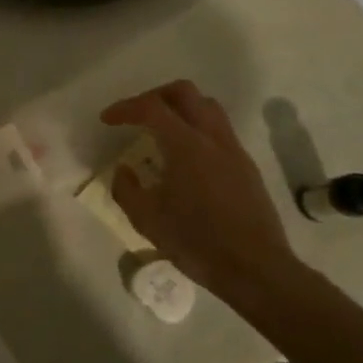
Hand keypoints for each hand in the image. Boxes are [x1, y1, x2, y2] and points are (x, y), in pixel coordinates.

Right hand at [101, 80, 299, 295]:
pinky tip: (183, 158)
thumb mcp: (146, 219)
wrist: (255, 270)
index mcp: (186, 146)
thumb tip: (125, 171)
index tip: (107, 120)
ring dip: (180, 109)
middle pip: (185, 93)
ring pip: (207, 107)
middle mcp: (213, 139)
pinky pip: (219, 131)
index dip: (125, 108)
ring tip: (160, 131)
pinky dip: (196, 129)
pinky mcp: (246, 167)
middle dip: (155, 96)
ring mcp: (234, 151)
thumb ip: (126, 188)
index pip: (152, 108)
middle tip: (136, 115)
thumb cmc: (196, 242)